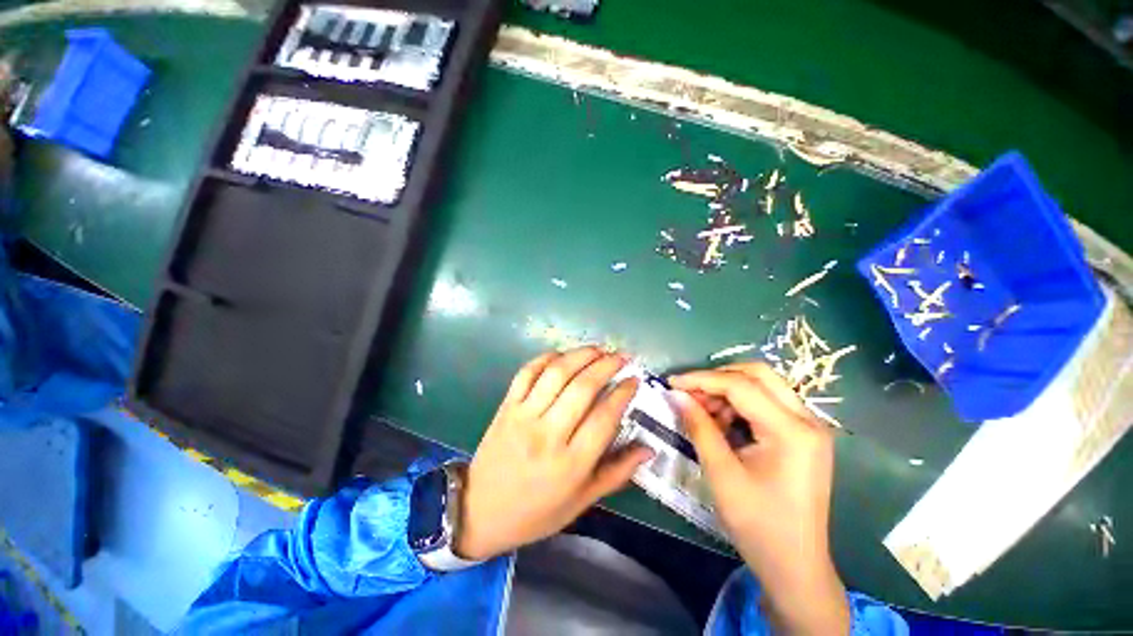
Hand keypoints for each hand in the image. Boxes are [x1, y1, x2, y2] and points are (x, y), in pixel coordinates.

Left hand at [455, 347, 653, 560]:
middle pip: (583, 387)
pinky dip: (547, 358)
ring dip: (581, 354)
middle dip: (607, 365)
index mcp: (571, 464)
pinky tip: (563, 355)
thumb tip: (648, 449)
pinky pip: (528, 372)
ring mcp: (524, 416)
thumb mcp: (581, 501)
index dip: (623, 393)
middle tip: (622, 356)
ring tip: (598, 349)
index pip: (605, 417)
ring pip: (557, 373)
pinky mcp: (506, 406)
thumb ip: (617, 473)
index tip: (634, 379)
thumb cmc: (536, 512)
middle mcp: (548, 434)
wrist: (480, 511)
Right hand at [670, 363, 848, 634]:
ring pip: (762, 385)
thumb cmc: (758, 524)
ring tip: (702, 411)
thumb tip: (676, 394)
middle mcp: (807, 420)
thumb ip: (699, 427)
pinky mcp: (802, 436)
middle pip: (758, 374)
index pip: (740, 386)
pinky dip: (739, 404)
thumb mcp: (721, 473)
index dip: (701, 379)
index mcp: (792, 431)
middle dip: (717, 377)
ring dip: (727, 390)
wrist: (795, 566)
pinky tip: (721, 422)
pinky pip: (767, 403)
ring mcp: (808, 427)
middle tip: (689, 393)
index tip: (671, 383)